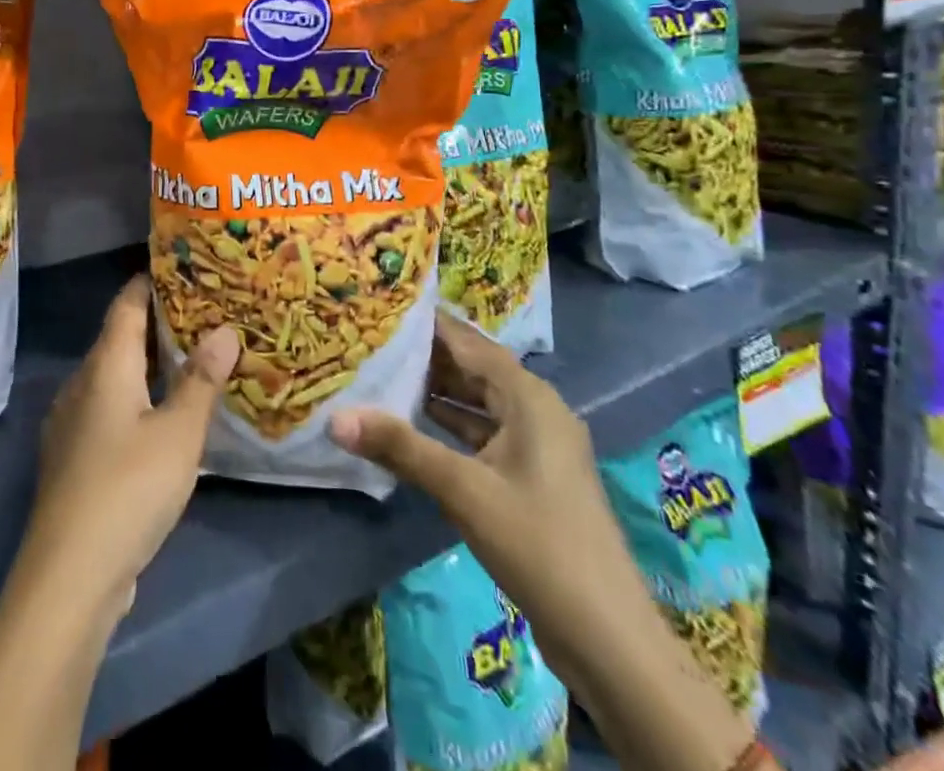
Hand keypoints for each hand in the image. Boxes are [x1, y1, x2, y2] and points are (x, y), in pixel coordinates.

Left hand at [16, 274, 239, 623]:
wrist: (68, 576)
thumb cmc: (129, 488)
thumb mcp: (179, 433)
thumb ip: (201, 380)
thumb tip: (224, 329)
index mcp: (105, 365)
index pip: (126, 305)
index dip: (150, 282)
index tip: (181, 267)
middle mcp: (82, 383)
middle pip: (120, 338)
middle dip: (158, 324)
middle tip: (204, 314)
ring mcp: (72, 423)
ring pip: (114, 376)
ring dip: (149, 365)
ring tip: (191, 360)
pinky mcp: (73, 458)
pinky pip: (108, 408)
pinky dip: (137, 398)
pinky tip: (162, 417)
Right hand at [328, 315, 637, 635]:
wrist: (608, 638)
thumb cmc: (538, 543)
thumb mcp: (462, 489)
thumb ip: (399, 447)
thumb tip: (335, 418)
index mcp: (528, 396)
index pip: (468, 341)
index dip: (427, 323)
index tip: (382, 304)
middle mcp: (536, 409)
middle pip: (474, 368)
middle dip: (427, 355)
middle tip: (373, 338)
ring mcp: (537, 445)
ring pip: (479, 402)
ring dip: (437, 390)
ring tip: (383, 373)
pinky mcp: (533, 477)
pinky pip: (484, 433)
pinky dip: (451, 425)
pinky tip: (415, 425)